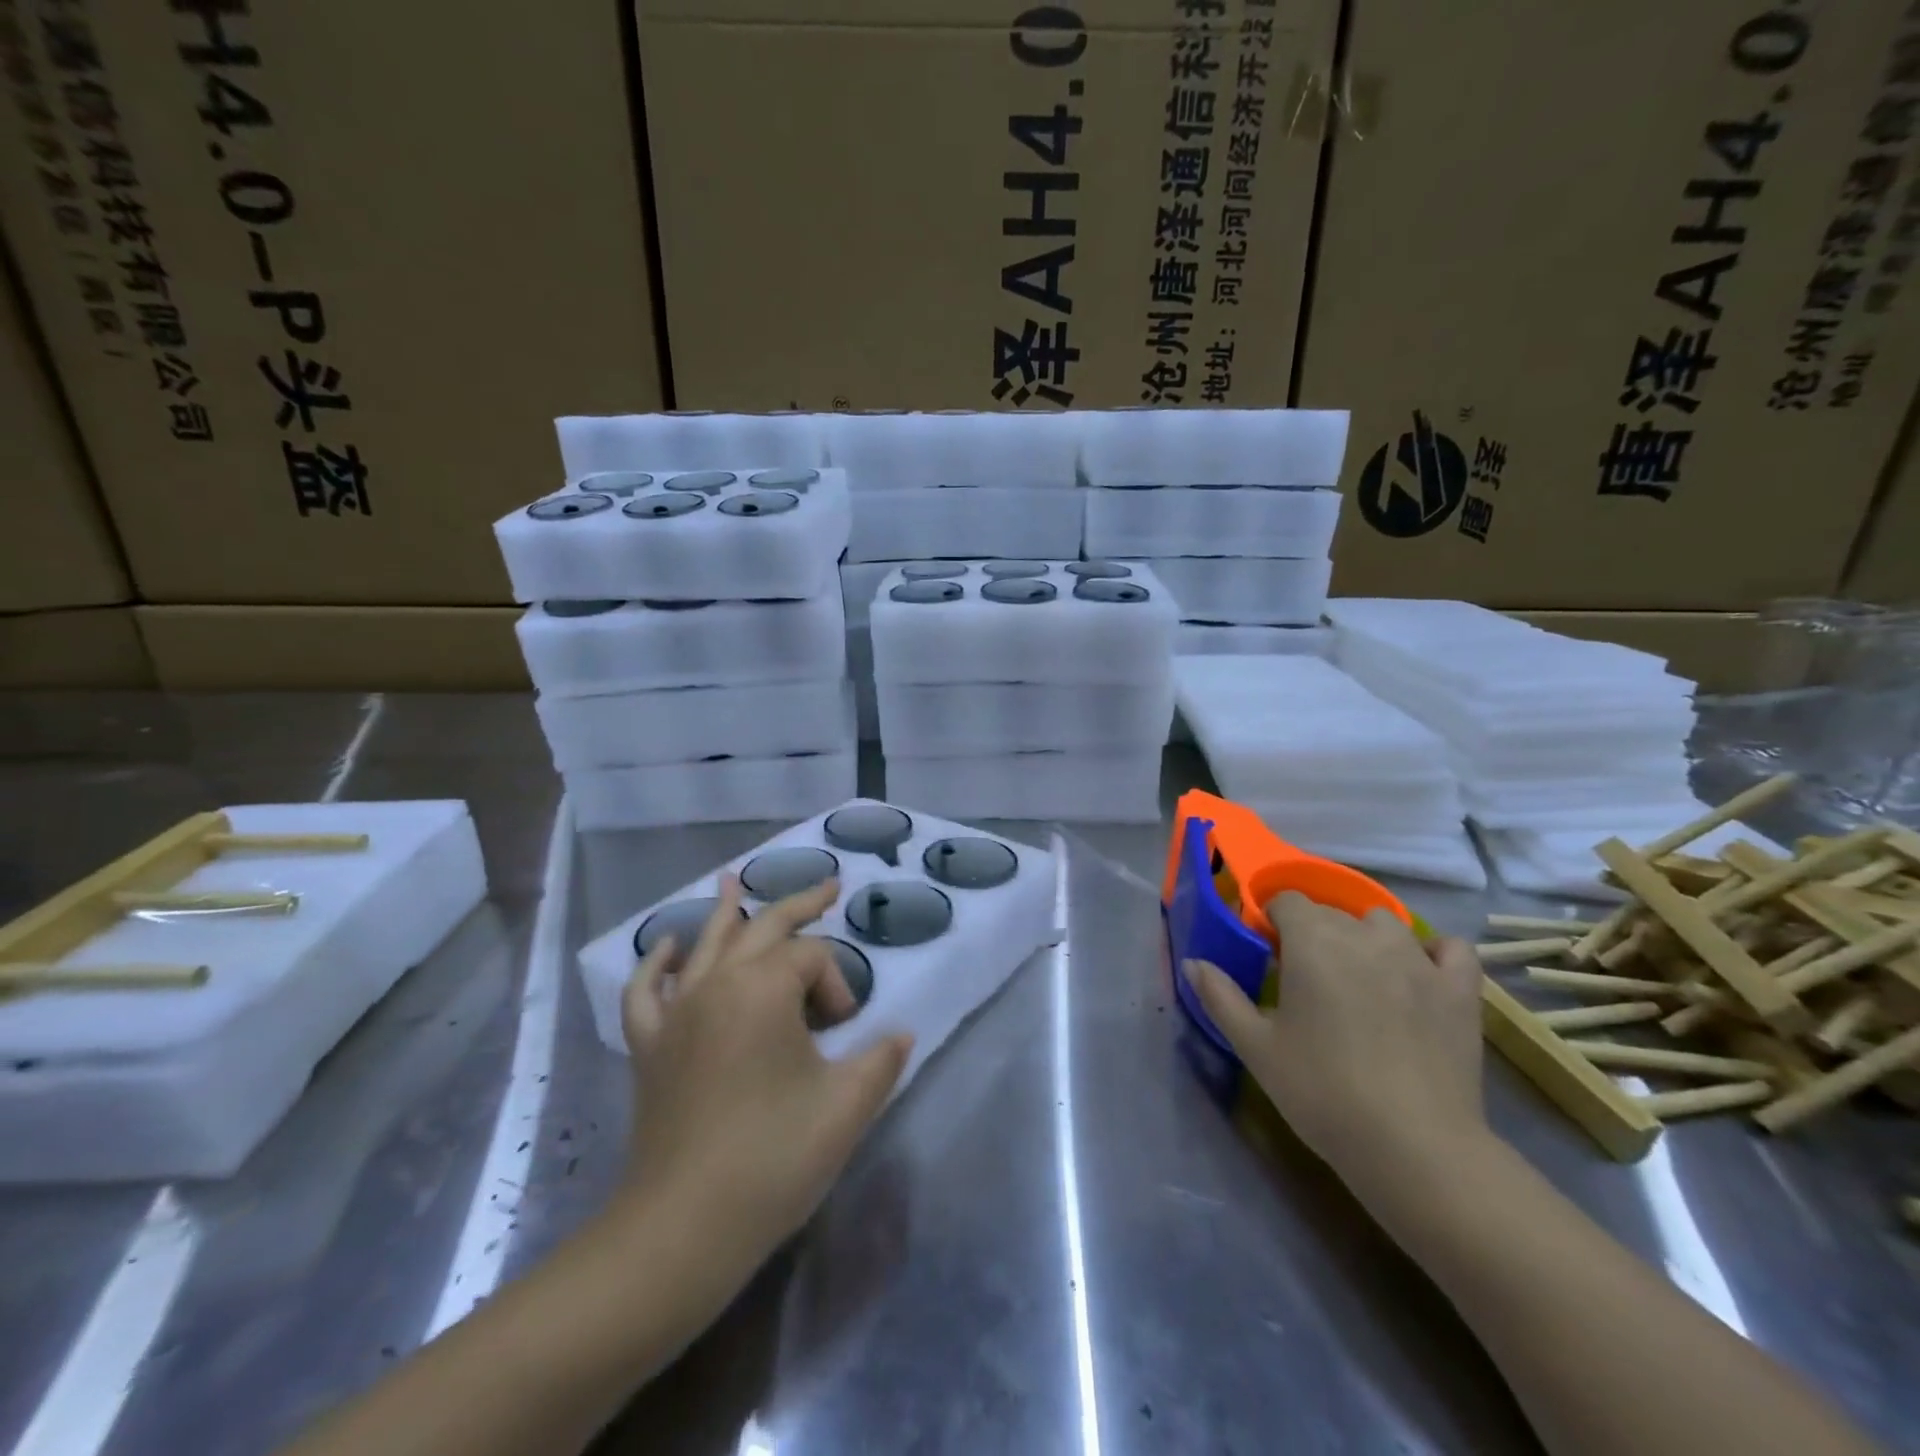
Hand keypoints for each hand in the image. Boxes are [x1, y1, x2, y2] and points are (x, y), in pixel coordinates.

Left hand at [617, 875, 912, 1273]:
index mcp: (763, 988)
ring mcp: (677, 1013)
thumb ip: (882, 1059)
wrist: (681, 1230)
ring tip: (734, 881)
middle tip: (829, 886)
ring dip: (727, 912)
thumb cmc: (772, 1159)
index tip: (846, 1033)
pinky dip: (658, 964)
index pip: (813, 958)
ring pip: (706, 946)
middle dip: (801, 905)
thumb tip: (901, 1035)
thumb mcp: (846, 1107)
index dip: (838, 986)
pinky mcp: (650, 1047)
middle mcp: (716, 984)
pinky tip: (667, 948)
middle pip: (763, 928)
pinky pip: (648, 991)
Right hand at [1184, 891, 1486, 1202]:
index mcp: (1311, 941)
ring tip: (1359, 978)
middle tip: (1306, 981)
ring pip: (1384, 923)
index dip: (1273, 921)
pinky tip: (1420, 974)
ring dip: (1365, 938)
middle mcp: (1363, 935)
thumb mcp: (1255, 1046)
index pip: (1286, 901)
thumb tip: (1193, 963)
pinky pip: (1450, 948)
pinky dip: (1433, 952)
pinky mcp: (1459, 988)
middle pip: (1331, 913)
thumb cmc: (1321, 1090)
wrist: (1413, 1146)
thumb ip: (1220, 996)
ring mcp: (1417, 958)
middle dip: (1313, 934)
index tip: (1268, 956)